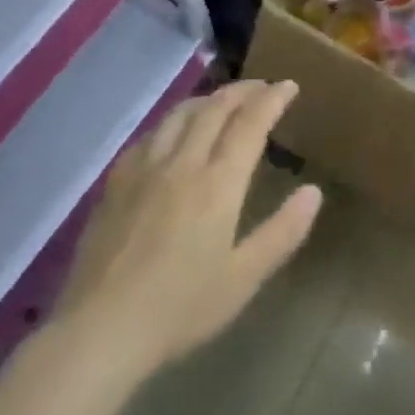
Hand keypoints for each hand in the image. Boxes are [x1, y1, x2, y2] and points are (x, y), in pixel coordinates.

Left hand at [59, 81, 321, 379]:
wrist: (101, 329)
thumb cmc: (182, 307)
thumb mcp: (245, 277)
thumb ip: (283, 231)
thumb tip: (313, 192)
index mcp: (217, 184)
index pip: (250, 124)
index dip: (272, 99)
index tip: (288, 85)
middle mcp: (181, 164)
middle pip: (213, 110)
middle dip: (242, 91)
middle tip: (261, 87)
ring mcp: (142, 171)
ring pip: (178, 116)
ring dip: (206, 100)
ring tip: (222, 101)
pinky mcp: (115, 185)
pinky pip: (149, 136)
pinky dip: (172, 122)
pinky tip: (173, 134)